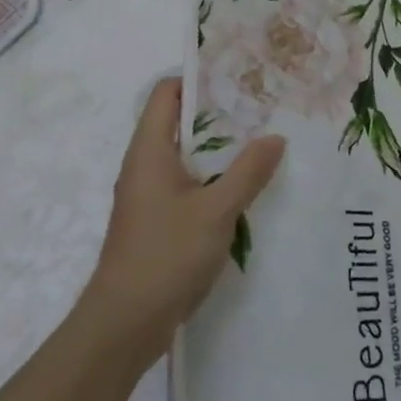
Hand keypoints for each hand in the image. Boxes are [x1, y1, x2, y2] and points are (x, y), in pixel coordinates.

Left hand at [79, 78, 284, 366]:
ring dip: (217, 149)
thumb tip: (275, 137)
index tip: (237, 77)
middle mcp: (144, 166)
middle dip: (217, 114)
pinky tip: (242, 187)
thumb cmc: (166, 255)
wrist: (125, 324)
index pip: (166, 93)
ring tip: (259, 142)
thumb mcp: (217, 211)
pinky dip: (211, 178)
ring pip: (184, 157)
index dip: (197, 79)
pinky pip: (185, 185)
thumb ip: (248, 172)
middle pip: (177, 123)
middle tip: (260, 108)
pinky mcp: (156, 221)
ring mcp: (148, 195)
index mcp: (149, 151)